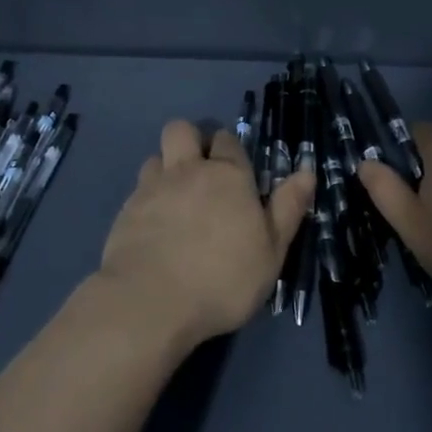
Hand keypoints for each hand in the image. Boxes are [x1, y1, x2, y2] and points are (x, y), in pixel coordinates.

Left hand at [100, 119, 315, 349]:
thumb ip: (288, 208)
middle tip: (200, 172)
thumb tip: (306, 171)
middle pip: (182, 130)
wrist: (151, 301)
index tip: (235, 170)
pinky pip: (137, 190)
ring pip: (156, 157)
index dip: (230, 149)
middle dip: (190, 141)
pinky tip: (154, 226)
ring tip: (175, 199)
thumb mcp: (271, 251)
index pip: (228, 141)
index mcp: (228, 175)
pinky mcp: (125, 211)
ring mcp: (151, 188)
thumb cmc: (223, 279)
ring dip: (165, 168)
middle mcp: (188, 170)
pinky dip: (147, 199)